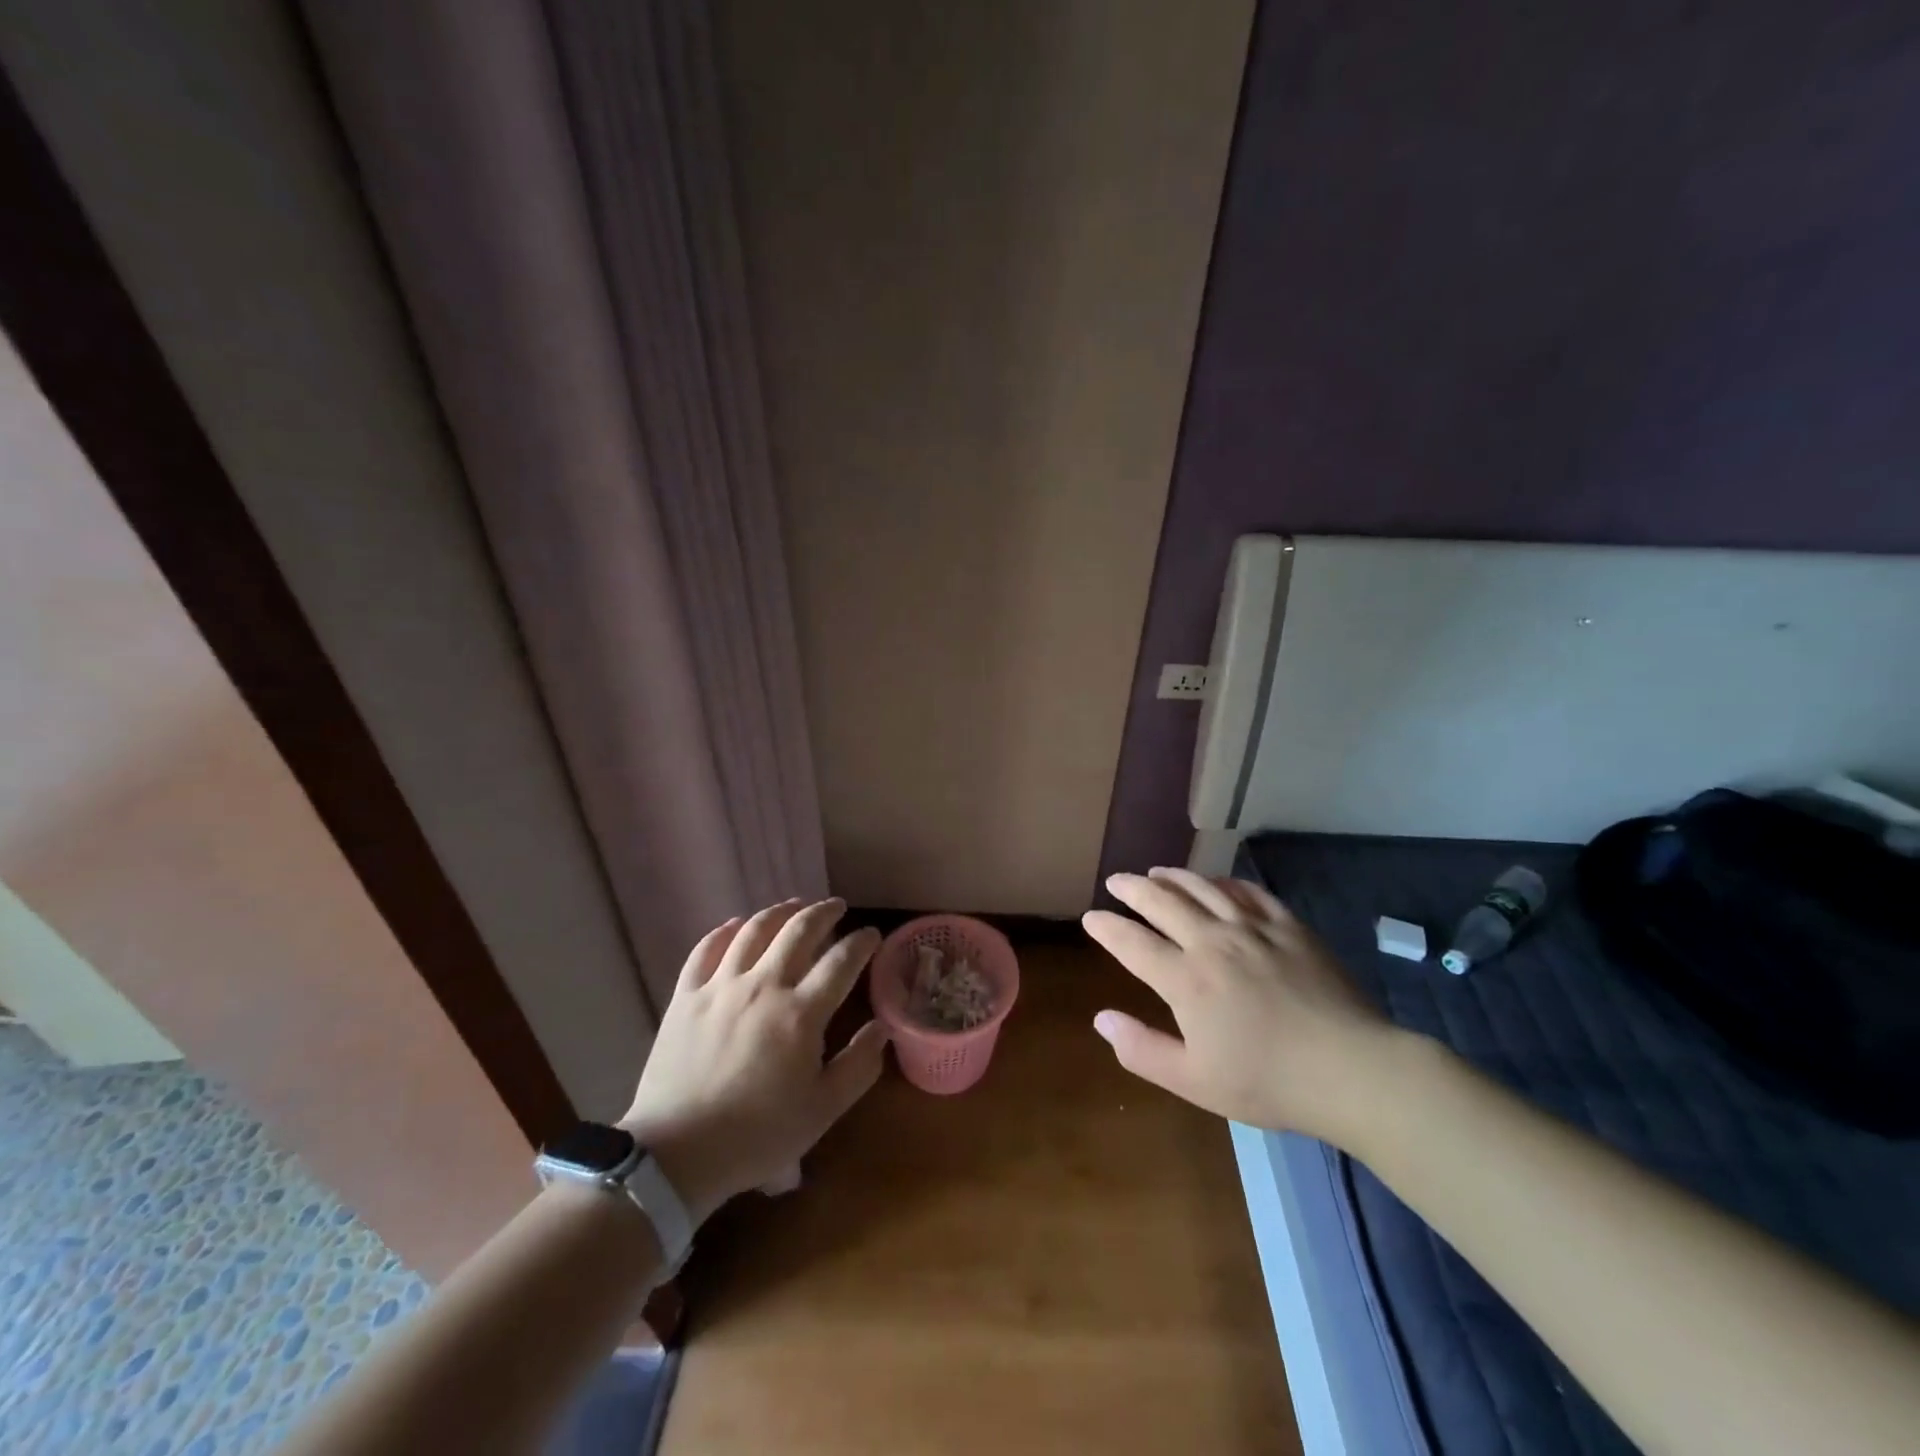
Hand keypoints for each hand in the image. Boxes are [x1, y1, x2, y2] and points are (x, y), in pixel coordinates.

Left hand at [620, 899, 887, 1223]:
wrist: (677, 1154)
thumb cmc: (758, 1134)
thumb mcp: (823, 1110)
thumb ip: (859, 1065)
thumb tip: (882, 1027)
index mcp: (801, 1013)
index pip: (841, 961)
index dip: (861, 942)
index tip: (871, 934)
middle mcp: (763, 985)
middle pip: (799, 931)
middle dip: (824, 912)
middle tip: (837, 907)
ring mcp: (721, 986)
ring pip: (754, 930)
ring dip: (779, 911)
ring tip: (794, 906)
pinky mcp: (686, 995)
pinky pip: (706, 948)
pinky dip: (725, 930)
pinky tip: (736, 925)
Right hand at [1083, 868, 1398, 1145]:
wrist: (1352, 1070)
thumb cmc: (1268, 1083)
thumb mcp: (1194, 1081)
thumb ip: (1142, 1049)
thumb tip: (1101, 1019)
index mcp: (1186, 980)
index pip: (1132, 943)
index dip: (1107, 928)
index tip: (1091, 918)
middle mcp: (1213, 942)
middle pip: (1163, 902)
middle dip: (1133, 888)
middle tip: (1117, 881)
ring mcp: (1253, 929)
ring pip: (1203, 888)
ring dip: (1174, 877)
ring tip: (1157, 872)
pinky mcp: (1289, 926)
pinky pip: (1249, 892)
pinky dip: (1225, 883)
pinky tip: (1218, 883)